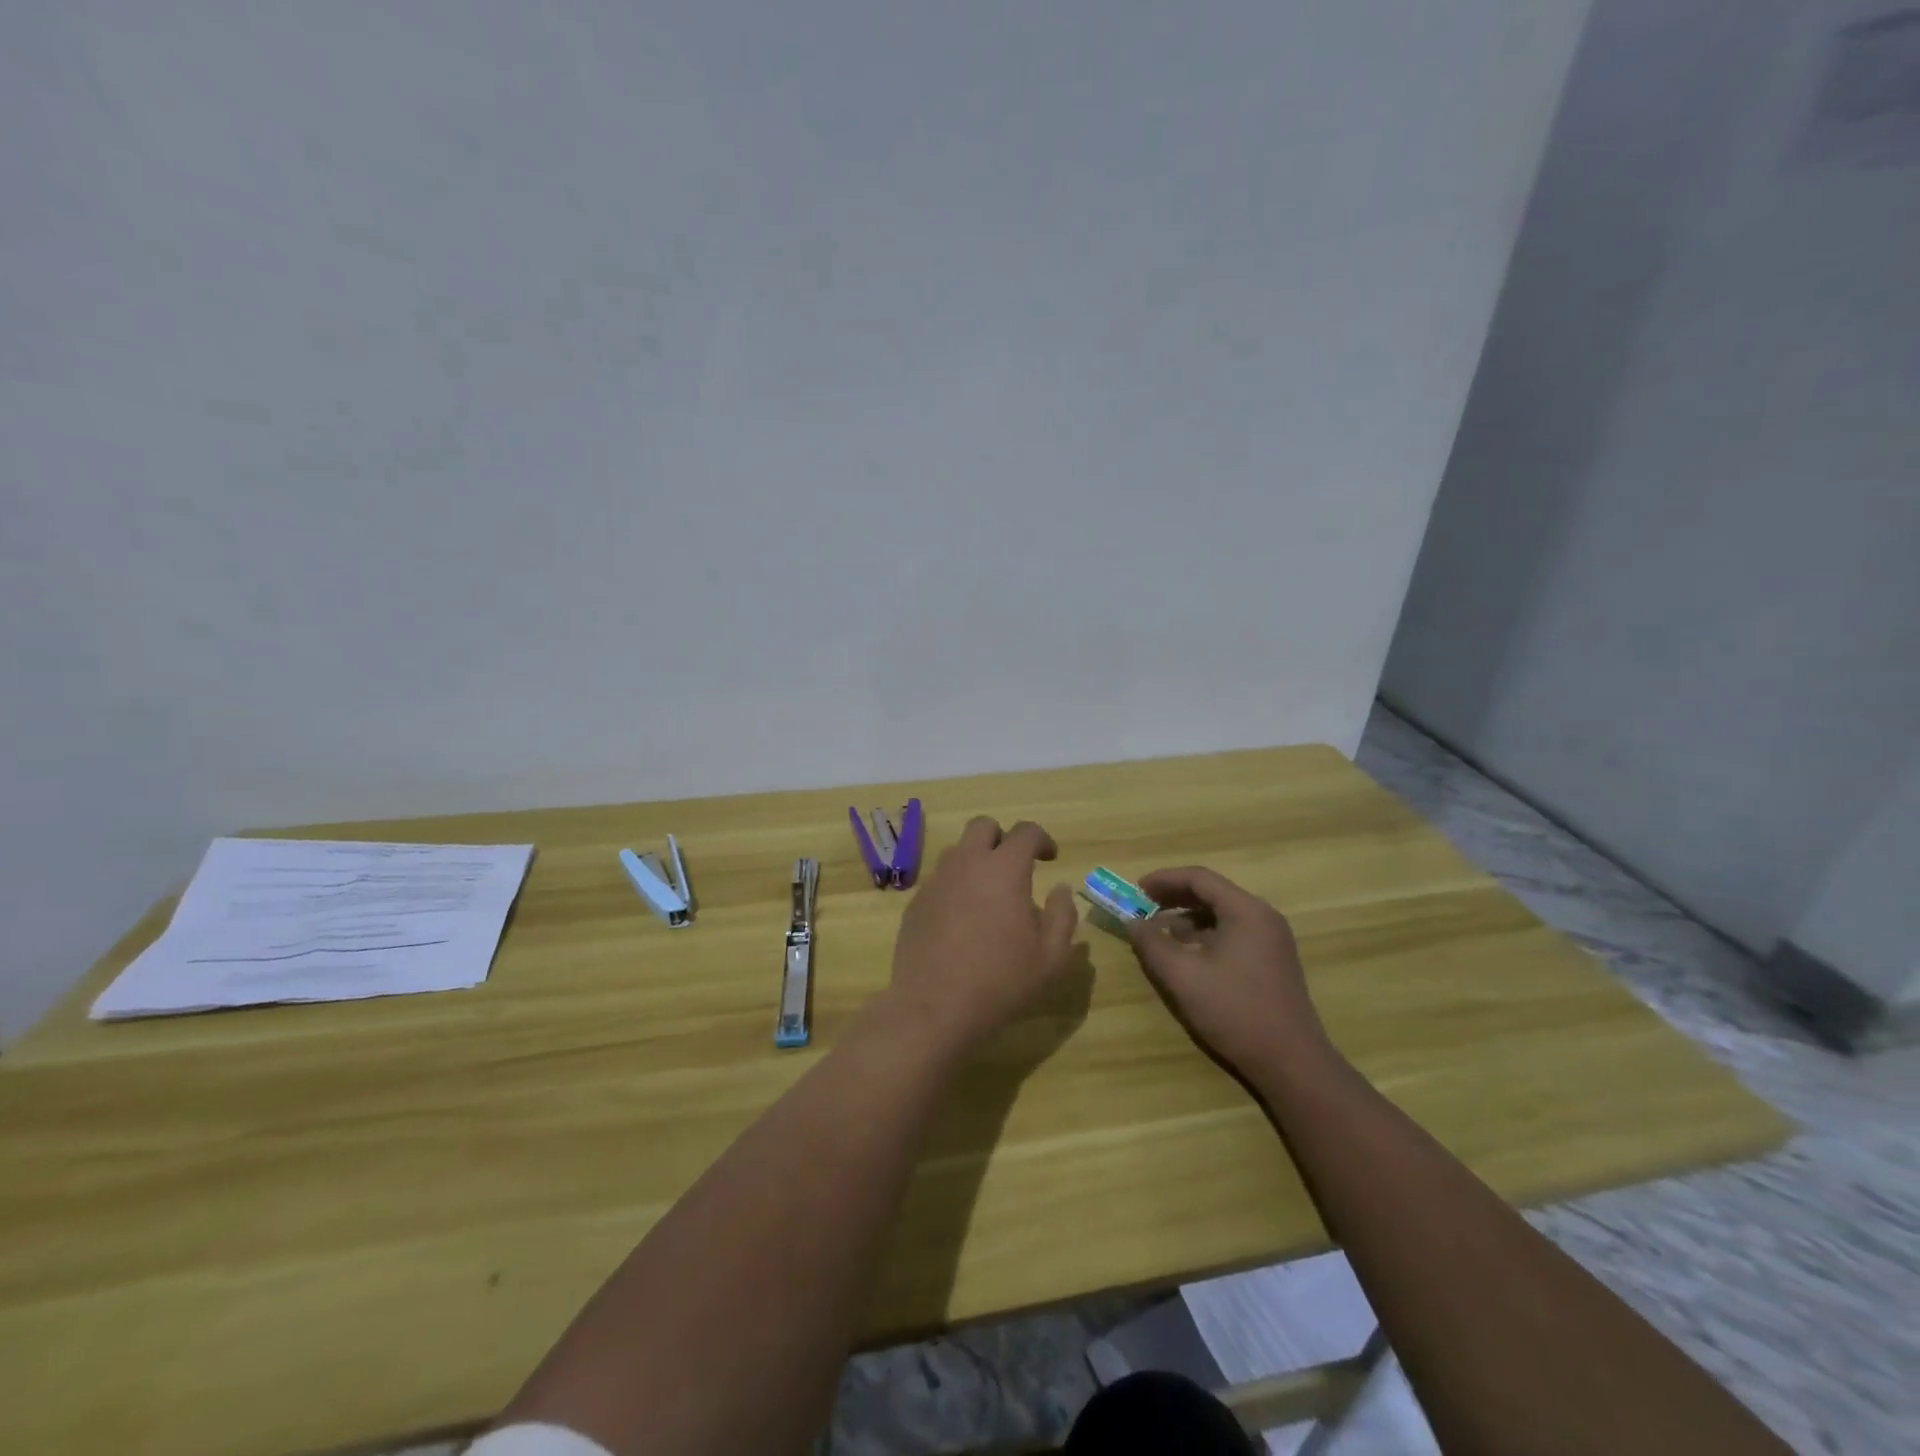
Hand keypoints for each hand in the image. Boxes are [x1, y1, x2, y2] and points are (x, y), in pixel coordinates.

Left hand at [882, 816, 1079, 1051]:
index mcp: (1004, 869)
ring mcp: (936, 881)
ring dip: (976, 860)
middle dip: (1002, 838)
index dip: (1042, 839)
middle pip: (983, 826)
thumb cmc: (1001, 981)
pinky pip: (939, 880)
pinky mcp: (915, 903)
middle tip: (1015, 867)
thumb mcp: (1051, 957)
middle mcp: (966, 864)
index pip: (1025, 832)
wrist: (934, 1007)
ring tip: (988, 894)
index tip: (1050, 858)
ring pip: (957, 851)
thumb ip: (1062, 915)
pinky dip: (955, 887)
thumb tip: (1061, 889)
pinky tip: (962, 920)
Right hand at [1126, 866, 1331, 1078]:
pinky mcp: (1273, 960)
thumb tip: (1132, 922)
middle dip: (1174, 897)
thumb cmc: (1235, 1012)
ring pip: (1222, 913)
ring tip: (1160, 933)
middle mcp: (1263, 916)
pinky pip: (1233, 932)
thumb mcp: (1183, 976)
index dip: (1163, 880)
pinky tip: (1187, 955)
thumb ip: (1152, 944)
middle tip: (1142, 907)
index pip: (1199, 878)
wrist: (1292, 1063)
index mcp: (1246, 911)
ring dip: (1188, 917)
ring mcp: (1272, 939)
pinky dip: (1205, 934)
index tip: (1135, 890)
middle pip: (1212, 892)